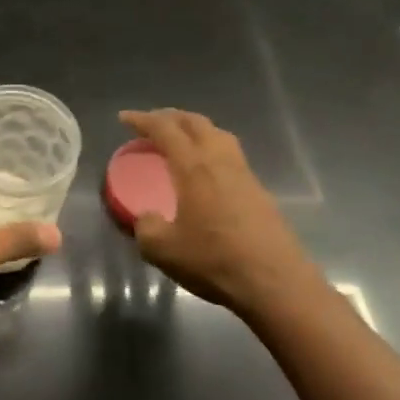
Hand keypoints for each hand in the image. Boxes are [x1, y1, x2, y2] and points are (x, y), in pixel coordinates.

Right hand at [118, 108, 324, 318]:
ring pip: (218, 135)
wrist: (275, 283)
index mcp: (194, 167)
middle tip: (152, 123)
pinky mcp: (259, 191)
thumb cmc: (215, 261)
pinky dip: (212, 150)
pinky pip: (231, 155)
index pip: (165, 129)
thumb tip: (147, 218)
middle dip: (171, 117)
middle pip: (196, 122)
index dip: (143, 120)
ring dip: (195, 129)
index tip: (124, 118)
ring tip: (180, 140)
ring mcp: (244, 174)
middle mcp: (220, 161)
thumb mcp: (164, 251)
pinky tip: (206, 172)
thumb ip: (147, 228)